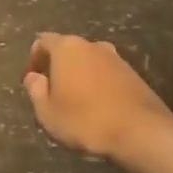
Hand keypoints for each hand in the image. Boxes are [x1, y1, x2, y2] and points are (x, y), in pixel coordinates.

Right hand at [23, 33, 172, 159]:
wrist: (140, 130)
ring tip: (77, 103)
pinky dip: (98, 85)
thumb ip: (35, 90)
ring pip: (89, 62)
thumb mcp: (47, 112)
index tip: (33, 81)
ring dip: (80, 77)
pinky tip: (98, 108)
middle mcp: (93, 45)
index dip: (34, 59)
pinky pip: (107, 75)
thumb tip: (33, 77)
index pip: (43, 41)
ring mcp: (117, 58)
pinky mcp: (133, 74)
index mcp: (67, 48)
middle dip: (58, 68)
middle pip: (68, 50)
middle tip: (53, 93)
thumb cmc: (84, 120)